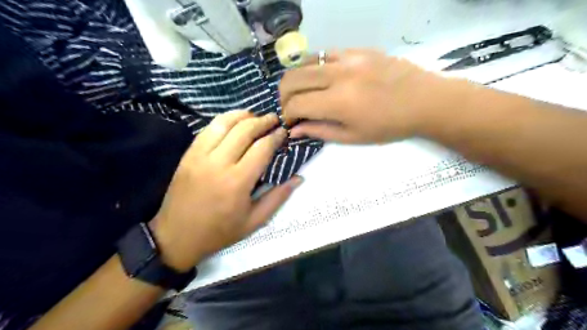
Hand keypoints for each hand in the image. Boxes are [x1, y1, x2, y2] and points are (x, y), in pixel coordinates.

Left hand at [149, 111, 302, 270]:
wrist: (177, 236)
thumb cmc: (220, 231)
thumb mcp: (254, 221)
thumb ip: (278, 197)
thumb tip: (298, 178)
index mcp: (238, 182)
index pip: (262, 148)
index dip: (276, 136)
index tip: (284, 132)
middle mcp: (219, 163)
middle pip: (245, 130)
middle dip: (263, 121)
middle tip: (274, 119)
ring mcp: (200, 156)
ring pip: (224, 124)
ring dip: (243, 116)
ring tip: (255, 116)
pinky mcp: (188, 154)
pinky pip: (208, 129)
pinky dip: (223, 121)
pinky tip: (233, 121)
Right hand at [277, 47, 444, 142]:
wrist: (424, 100)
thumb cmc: (389, 126)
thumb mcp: (353, 137)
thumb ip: (320, 131)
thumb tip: (295, 130)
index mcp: (338, 102)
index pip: (296, 104)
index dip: (287, 114)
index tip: (291, 122)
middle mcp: (338, 75)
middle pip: (292, 78)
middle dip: (284, 95)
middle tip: (291, 107)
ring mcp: (347, 58)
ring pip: (304, 62)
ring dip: (297, 80)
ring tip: (304, 92)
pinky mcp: (357, 49)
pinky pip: (324, 55)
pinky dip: (315, 68)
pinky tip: (323, 79)